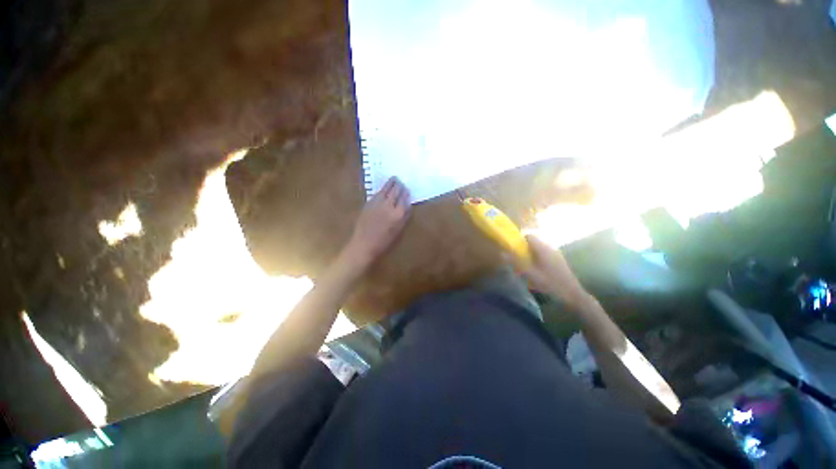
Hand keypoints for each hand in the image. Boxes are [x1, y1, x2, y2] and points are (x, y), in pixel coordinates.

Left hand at [344, 177, 410, 266]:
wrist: (364, 244)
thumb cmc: (384, 241)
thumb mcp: (398, 231)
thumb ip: (404, 217)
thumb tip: (406, 206)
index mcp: (398, 214)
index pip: (404, 199)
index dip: (406, 193)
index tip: (407, 189)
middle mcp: (389, 206)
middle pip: (395, 192)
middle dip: (399, 185)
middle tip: (401, 181)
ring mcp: (377, 203)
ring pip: (386, 190)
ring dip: (390, 183)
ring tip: (394, 179)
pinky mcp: (368, 203)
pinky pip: (377, 193)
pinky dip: (382, 189)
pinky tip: (383, 189)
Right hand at [517, 235, 590, 308]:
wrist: (572, 294)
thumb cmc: (550, 283)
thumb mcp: (530, 274)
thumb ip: (516, 262)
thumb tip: (502, 253)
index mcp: (543, 248)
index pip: (529, 236)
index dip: (519, 240)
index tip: (513, 248)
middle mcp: (550, 247)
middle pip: (534, 241)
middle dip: (524, 247)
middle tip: (518, 258)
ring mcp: (556, 253)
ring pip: (539, 248)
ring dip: (531, 253)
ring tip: (526, 265)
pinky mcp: (559, 260)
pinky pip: (544, 253)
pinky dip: (537, 257)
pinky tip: (537, 270)